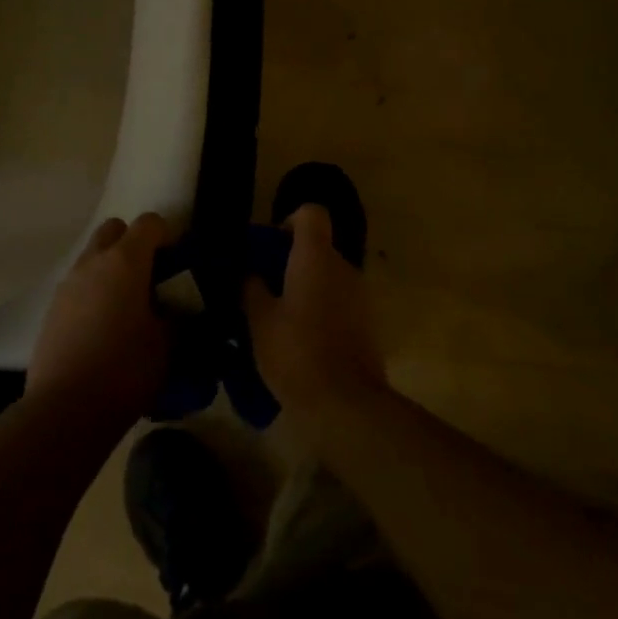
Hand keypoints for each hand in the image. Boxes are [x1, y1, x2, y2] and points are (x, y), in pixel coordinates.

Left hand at [26, 213, 171, 431]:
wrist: (65, 409)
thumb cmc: (125, 369)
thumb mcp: (167, 344)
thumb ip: (176, 318)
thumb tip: (178, 311)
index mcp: (125, 260)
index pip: (149, 223)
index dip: (167, 234)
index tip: (177, 260)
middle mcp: (93, 262)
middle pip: (114, 230)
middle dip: (133, 243)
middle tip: (149, 276)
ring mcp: (68, 285)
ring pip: (92, 257)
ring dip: (110, 268)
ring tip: (127, 306)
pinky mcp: (52, 310)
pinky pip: (78, 286)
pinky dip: (93, 293)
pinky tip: (103, 328)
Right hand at [242, 204, 386, 424]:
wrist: (346, 405)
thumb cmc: (296, 353)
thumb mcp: (259, 320)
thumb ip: (251, 287)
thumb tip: (249, 273)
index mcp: (316, 256)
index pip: (311, 213)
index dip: (289, 222)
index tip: (270, 248)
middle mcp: (344, 267)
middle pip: (318, 247)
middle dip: (291, 262)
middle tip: (264, 290)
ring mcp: (360, 296)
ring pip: (328, 277)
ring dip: (306, 289)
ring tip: (279, 320)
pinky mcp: (368, 324)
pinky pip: (339, 303)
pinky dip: (321, 311)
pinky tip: (301, 342)